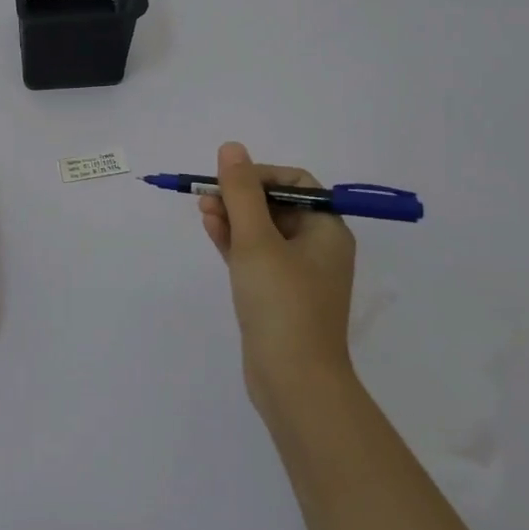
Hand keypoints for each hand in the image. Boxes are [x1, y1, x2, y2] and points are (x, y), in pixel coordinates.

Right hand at [200, 141, 356, 416]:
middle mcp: (317, 248)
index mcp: (326, 230)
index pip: (295, 184)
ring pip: (262, 232)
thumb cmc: (282, 303)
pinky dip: (234, 241)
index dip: (260, 174)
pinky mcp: (277, 296)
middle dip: (240, 196)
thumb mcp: (257, 240)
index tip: (228, 179)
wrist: (294, 382)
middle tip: (206, 194)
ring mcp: (297, 275)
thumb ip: (241, 192)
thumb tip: (232, 148)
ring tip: (202, 208)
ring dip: (233, 216)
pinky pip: (255, 257)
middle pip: (276, 206)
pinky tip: (211, 228)